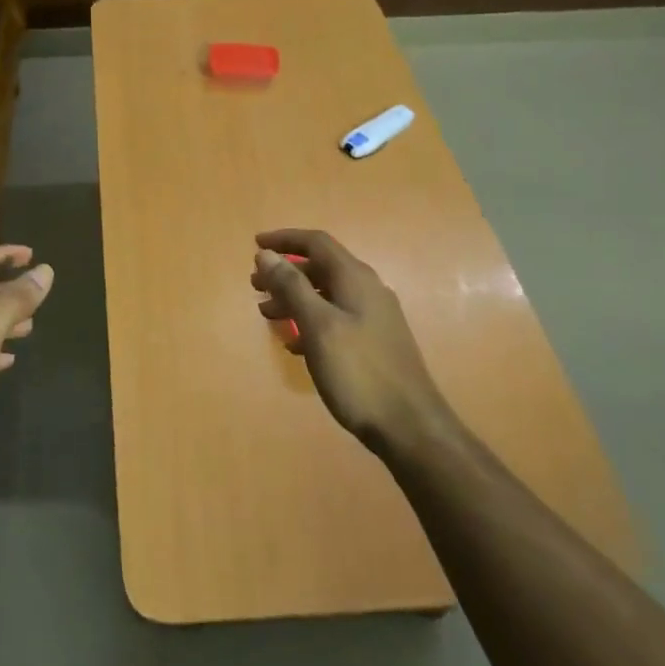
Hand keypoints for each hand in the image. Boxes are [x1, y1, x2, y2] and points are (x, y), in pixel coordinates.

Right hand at [251, 229, 453, 458]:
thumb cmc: (358, 372)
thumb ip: (291, 287)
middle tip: (255, 286)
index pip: (316, 243)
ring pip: (326, 294)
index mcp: (355, 279)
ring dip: (294, 298)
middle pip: (321, 267)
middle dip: (285, 272)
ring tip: (267, 314)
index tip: (255, 244)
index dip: (285, 239)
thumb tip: (266, 254)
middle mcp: (367, 290)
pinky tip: (294, 343)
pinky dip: (310, 320)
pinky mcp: (373, 342)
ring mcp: (373, 317)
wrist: (409, 426)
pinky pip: (335, 318)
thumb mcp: (318, 326)